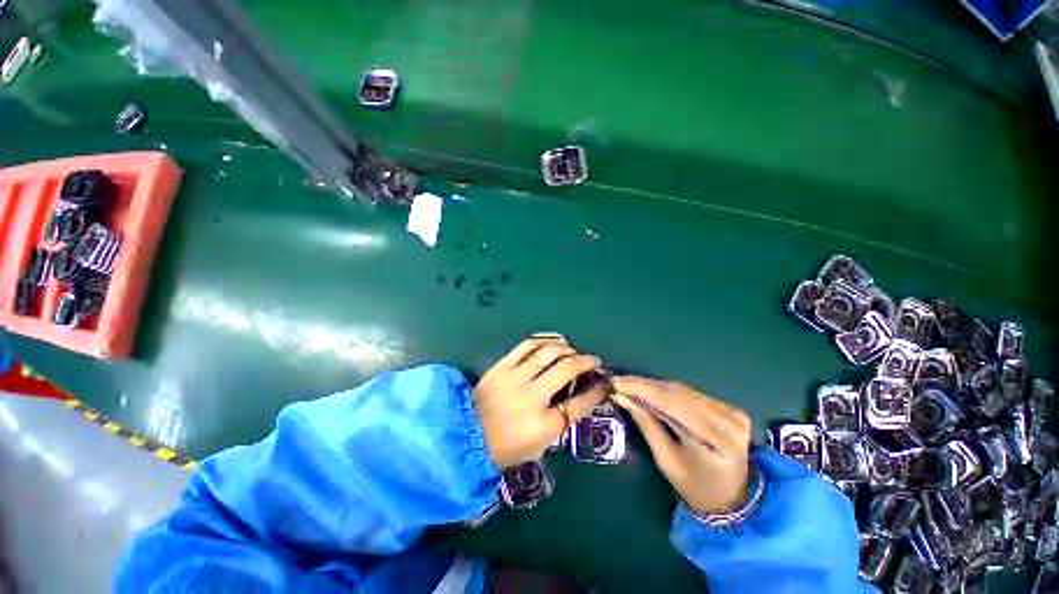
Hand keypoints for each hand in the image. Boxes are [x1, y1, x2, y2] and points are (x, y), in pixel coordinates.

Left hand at [474, 335, 608, 468]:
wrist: (467, 436)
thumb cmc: (506, 448)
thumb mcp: (540, 446)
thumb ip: (560, 423)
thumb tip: (575, 401)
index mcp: (545, 424)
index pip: (581, 403)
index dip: (597, 391)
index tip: (604, 383)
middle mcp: (534, 397)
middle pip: (567, 370)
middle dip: (586, 362)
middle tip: (593, 361)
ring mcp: (516, 378)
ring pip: (549, 353)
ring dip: (567, 349)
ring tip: (573, 351)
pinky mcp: (502, 366)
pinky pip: (527, 346)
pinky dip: (543, 341)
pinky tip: (552, 343)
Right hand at [611, 376, 751, 515]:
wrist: (732, 500)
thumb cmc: (696, 487)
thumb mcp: (667, 461)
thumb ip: (646, 425)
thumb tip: (622, 397)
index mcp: (719, 438)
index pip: (674, 403)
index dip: (642, 389)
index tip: (616, 382)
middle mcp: (729, 418)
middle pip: (678, 392)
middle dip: (644, 385)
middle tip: (618, 382)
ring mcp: (731, 411)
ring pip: (682, 389)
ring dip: (653, 386)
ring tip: (628, 384)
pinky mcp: (727, 407)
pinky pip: (689, 393)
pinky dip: (665, 391)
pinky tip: (648, 390)